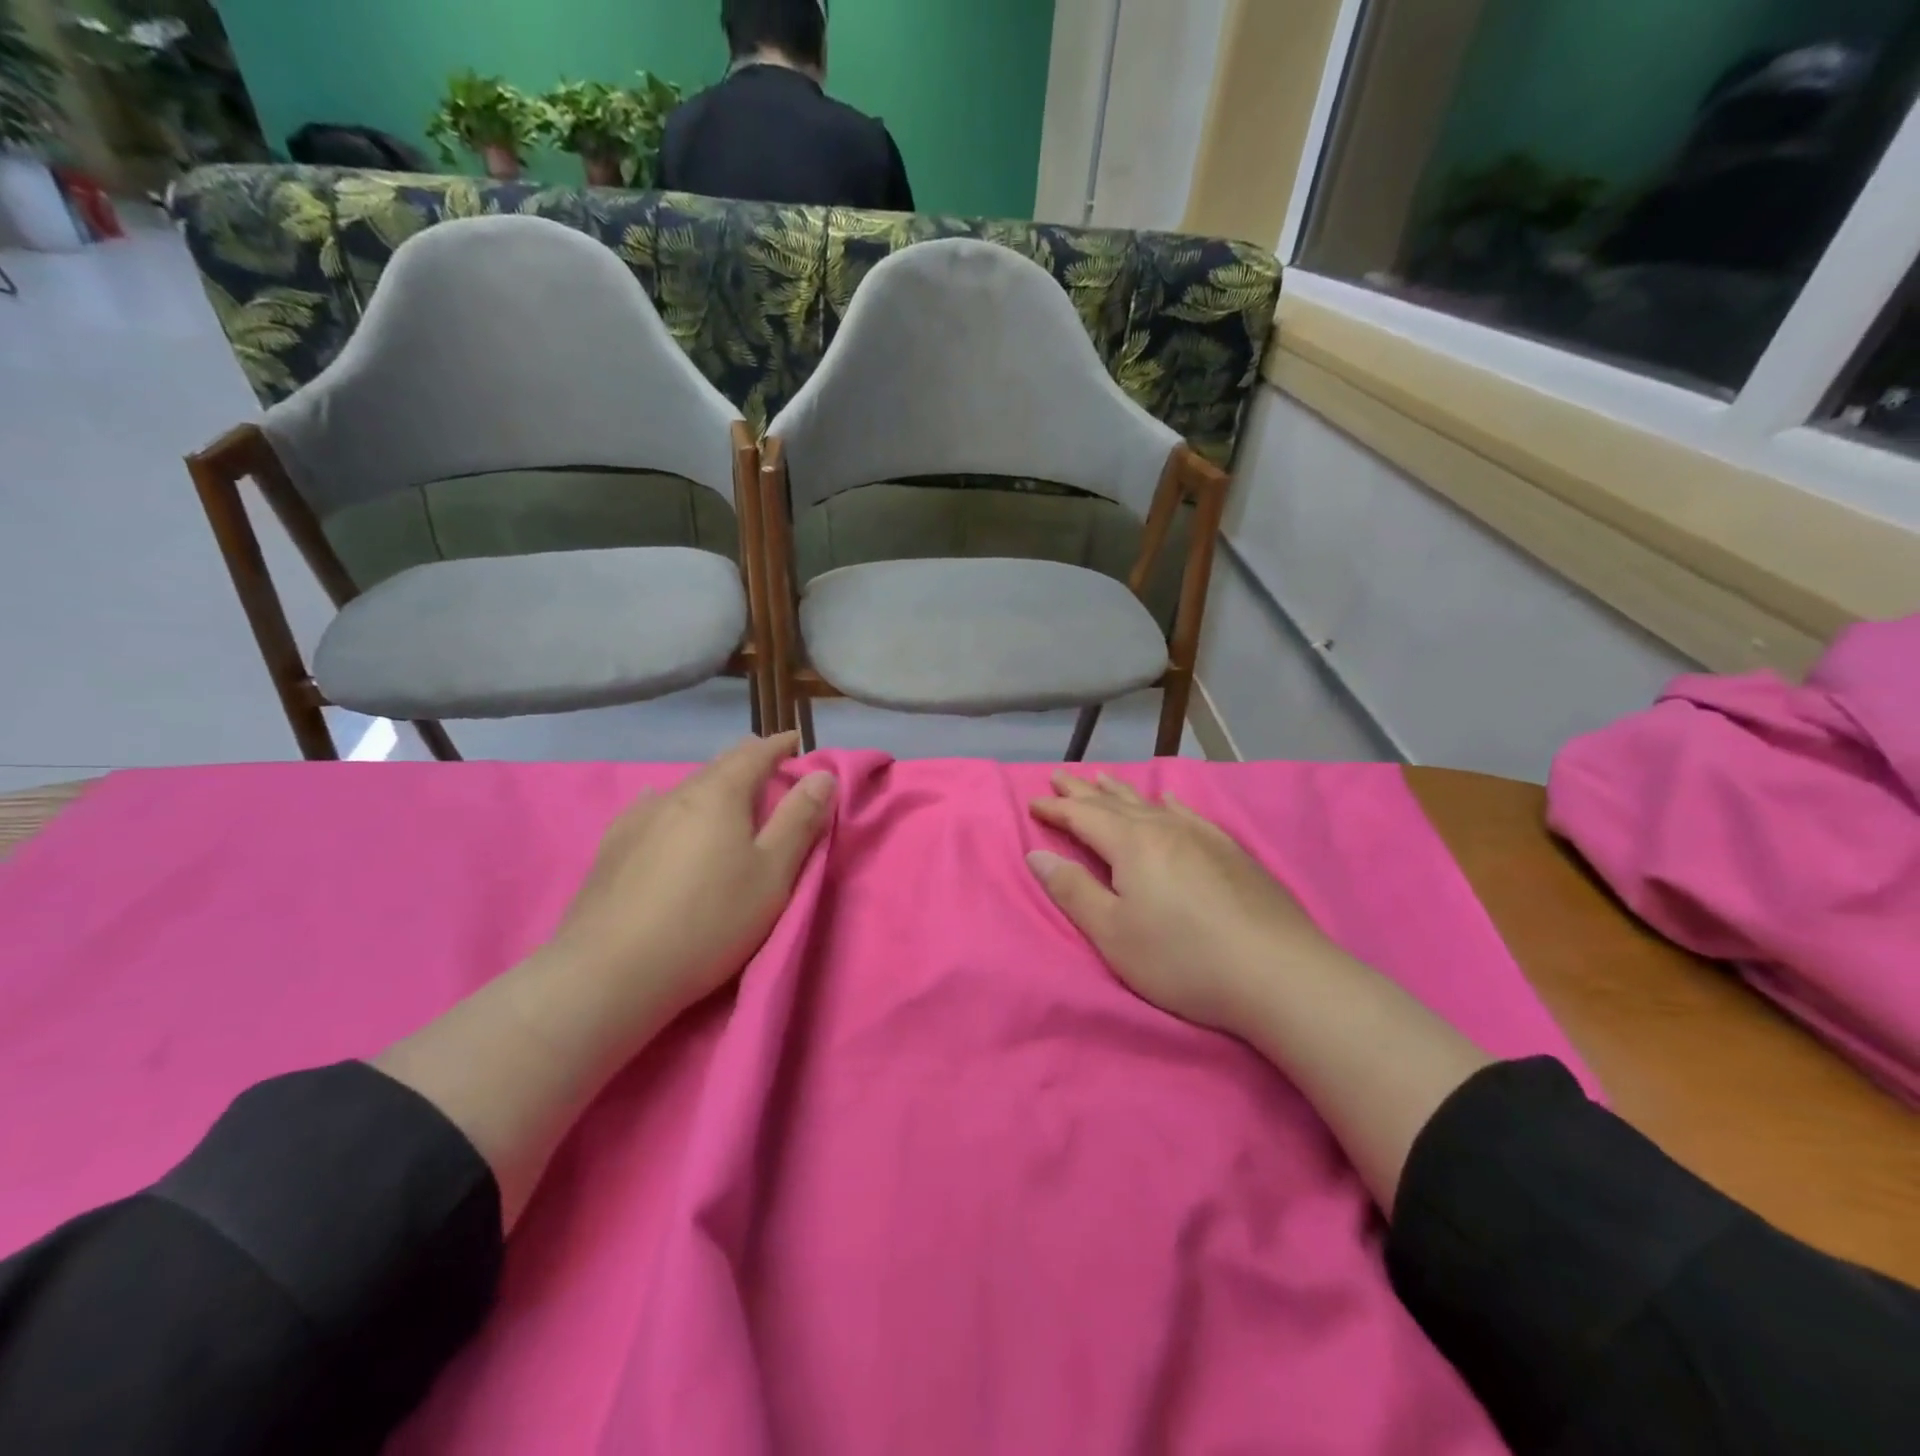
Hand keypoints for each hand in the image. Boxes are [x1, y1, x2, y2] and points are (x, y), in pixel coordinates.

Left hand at [545, 732, 835, 1023]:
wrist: (610, 971)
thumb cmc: (709, 920)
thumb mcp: (772, 874)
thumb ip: (799, 821)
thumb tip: (821, 775)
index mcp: (719, 794)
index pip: (755, 754)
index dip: (779, 745)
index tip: (795, 740)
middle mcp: (675, 794)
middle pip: (718, 766)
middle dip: (747, 763)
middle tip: (768, 769)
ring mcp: (637, 819)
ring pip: (684, 789)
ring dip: (711, 786)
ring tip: (723, 798)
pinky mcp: (612, 848)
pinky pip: (651, 810)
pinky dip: (672, 806)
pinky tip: (661, 813)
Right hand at [1028, 773, 1338, 1034]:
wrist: (1279, 973)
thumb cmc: (1183, 958)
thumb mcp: (1114, 933)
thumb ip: (1073, 891)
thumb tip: (1037, 855)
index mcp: (1131, 844)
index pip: (1083, 817)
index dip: (1056, 810)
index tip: (1032, 803)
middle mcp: (1164, 828)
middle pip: (1114, 802)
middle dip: (1082, 792)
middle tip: (1059, 777)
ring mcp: (1202, 836)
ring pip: (1150, 803)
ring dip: (1121, 791)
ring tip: (1101, 777)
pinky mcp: (1231, 852)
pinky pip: (1190, 813)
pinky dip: (1170, 802)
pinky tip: (1169, 798)